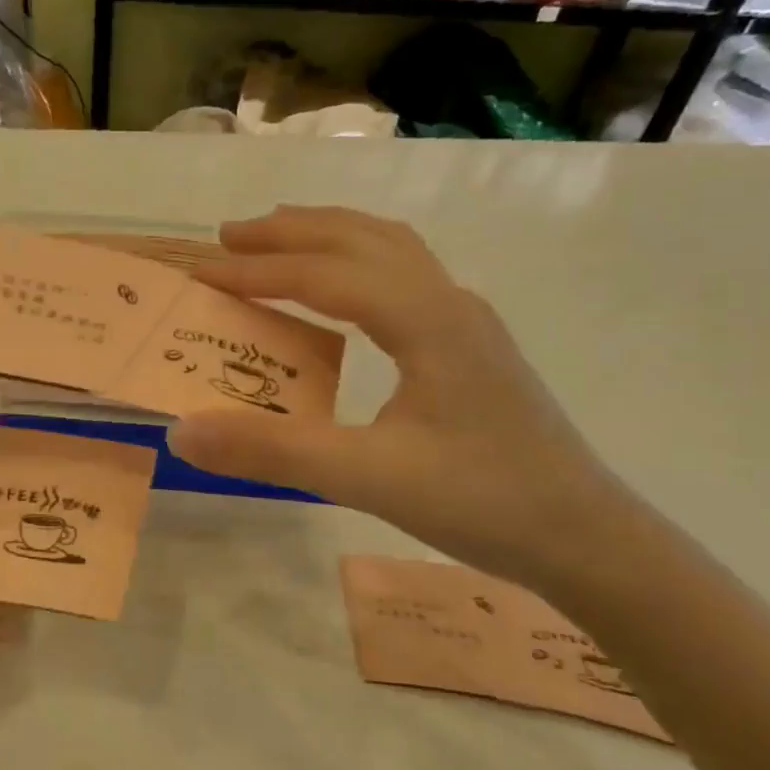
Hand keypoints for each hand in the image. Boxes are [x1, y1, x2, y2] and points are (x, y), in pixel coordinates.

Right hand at [168, 207, 634, 590]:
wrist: (586, 538)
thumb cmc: (483, 501)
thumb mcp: (368, 478)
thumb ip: (273, 451)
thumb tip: (182, 432)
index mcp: (426, 319)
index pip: (325, 274)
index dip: (258, 270)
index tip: (201, 273)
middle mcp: (448, 303)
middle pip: (360, 239)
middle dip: (290, 232)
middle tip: (228, 238)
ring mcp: (465, 322)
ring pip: (390, 250)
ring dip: (328, 237)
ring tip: (278, 243)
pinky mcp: (471, 347)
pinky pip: (405, 277)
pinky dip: (358, 263)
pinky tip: (344, 294)